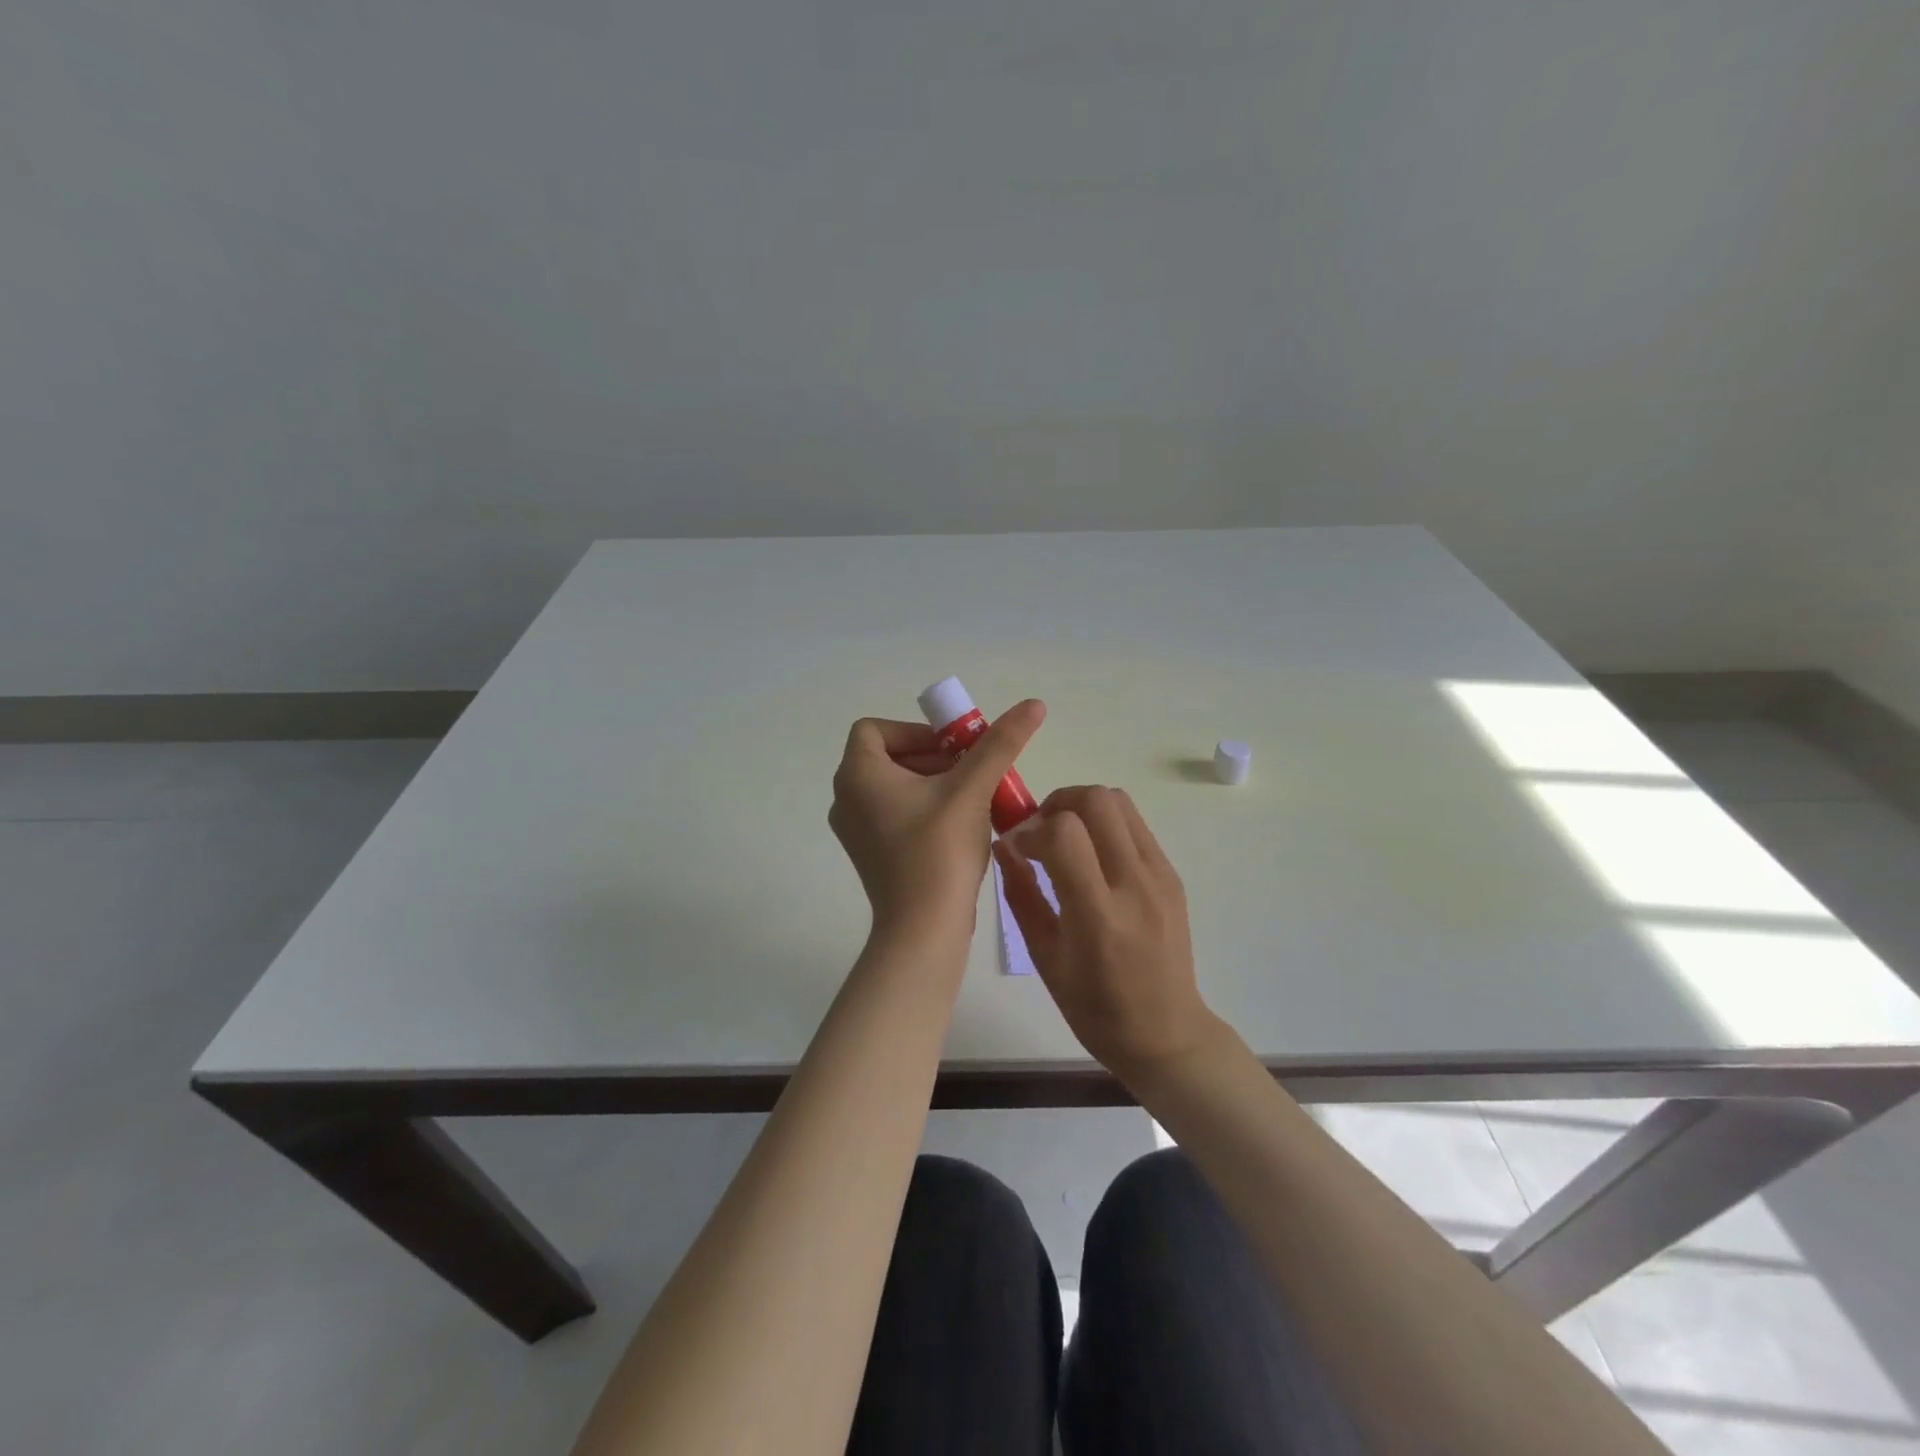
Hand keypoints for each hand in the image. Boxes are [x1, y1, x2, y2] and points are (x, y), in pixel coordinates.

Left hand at [830, 699, 1045, 937]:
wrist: (923, 928)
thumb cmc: (939, 849)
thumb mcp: (972, 788)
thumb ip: (1000, 743)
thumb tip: (1033, 704)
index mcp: (856, 775)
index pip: (874, 729)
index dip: (915, 731)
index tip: (952, 749)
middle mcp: (845, 798)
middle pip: (888, 757)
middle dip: (934, 757)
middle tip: (972, 771)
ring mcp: (855, 830)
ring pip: (894, 787)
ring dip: (933, 783)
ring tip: (973, 798)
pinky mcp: (870, 854)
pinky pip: (894, 814)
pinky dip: (924, 809)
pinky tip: (960, 826)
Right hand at [994, 786, 1216, 1078]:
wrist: (1166, 1032)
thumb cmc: (1094, 1007)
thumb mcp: (1044, 957)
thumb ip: (1022, 895)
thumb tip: (1004, 846)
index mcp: (1098, 915)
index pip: (1063, 834)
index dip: (1031, 829)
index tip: (1018, 846)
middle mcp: (1134, 885)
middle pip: (1096, 800)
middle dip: (1057, 803)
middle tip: (1040, 831)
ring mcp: (1160, 876)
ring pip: (1120, 802)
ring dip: (1083, 807)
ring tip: (1065, 838)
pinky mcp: (1172, 875)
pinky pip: (1135, 825)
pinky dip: (1106, 825)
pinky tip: (1093, 857)